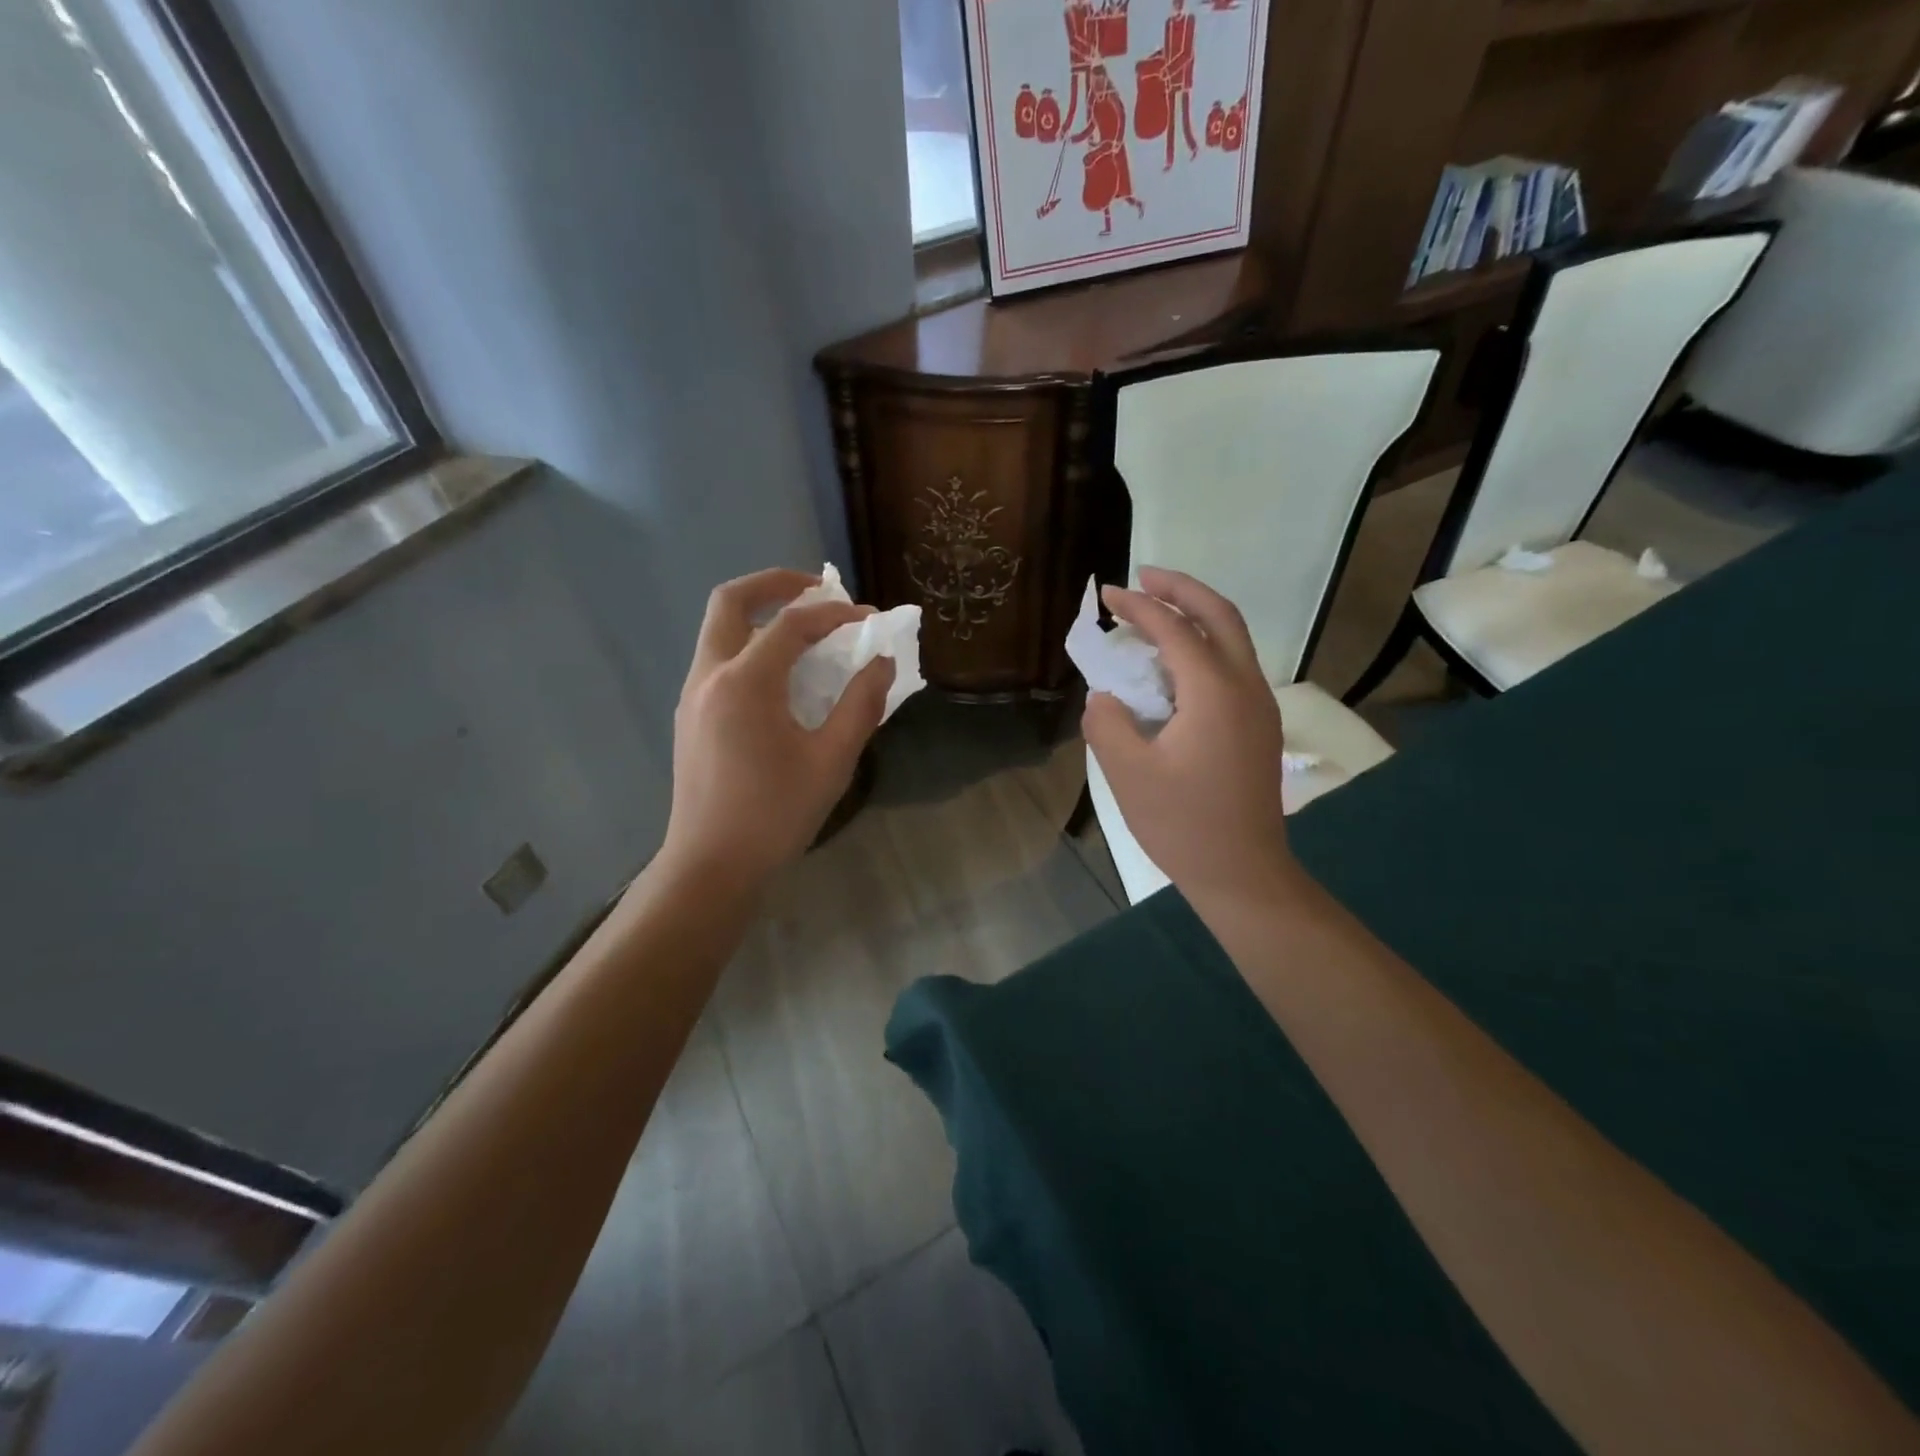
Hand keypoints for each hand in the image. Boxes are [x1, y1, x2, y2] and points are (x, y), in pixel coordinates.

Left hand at [662, 569, 894, 896]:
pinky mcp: (689, 716)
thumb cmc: (775, 814)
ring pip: (718, 629)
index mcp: (745, 683)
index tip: (869, 619)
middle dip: (776, 584)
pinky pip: (718, 659)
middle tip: (818, 590)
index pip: (791, 624)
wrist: (711, 865)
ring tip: (805, 630)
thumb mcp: (831, 761)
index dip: (834, 614)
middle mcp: (709, 676)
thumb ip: (860, 706)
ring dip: (760, 615)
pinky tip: (781, 676)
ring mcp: (692, 695)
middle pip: (731, 601)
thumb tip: (881, 663)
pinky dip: (749, 646)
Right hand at [1081, 566, 1300, 906]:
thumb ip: (1107, 723)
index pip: (1174, 630)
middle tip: (1143, 576)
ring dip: (1196, 615)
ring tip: (1156, 611)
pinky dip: (1205, 646)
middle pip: (1220, 615)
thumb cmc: (1183, 824)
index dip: (1138, 606)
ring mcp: (1259, 707)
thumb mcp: (1127, 773)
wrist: (1242, 872)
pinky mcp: (1259, 727)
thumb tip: (1105, 697)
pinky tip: (1175, 664)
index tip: (1107, 594)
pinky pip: (1234, 666)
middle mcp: (1245, 687)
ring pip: (1233, 639)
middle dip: (1181, 588)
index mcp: (1214, 692)